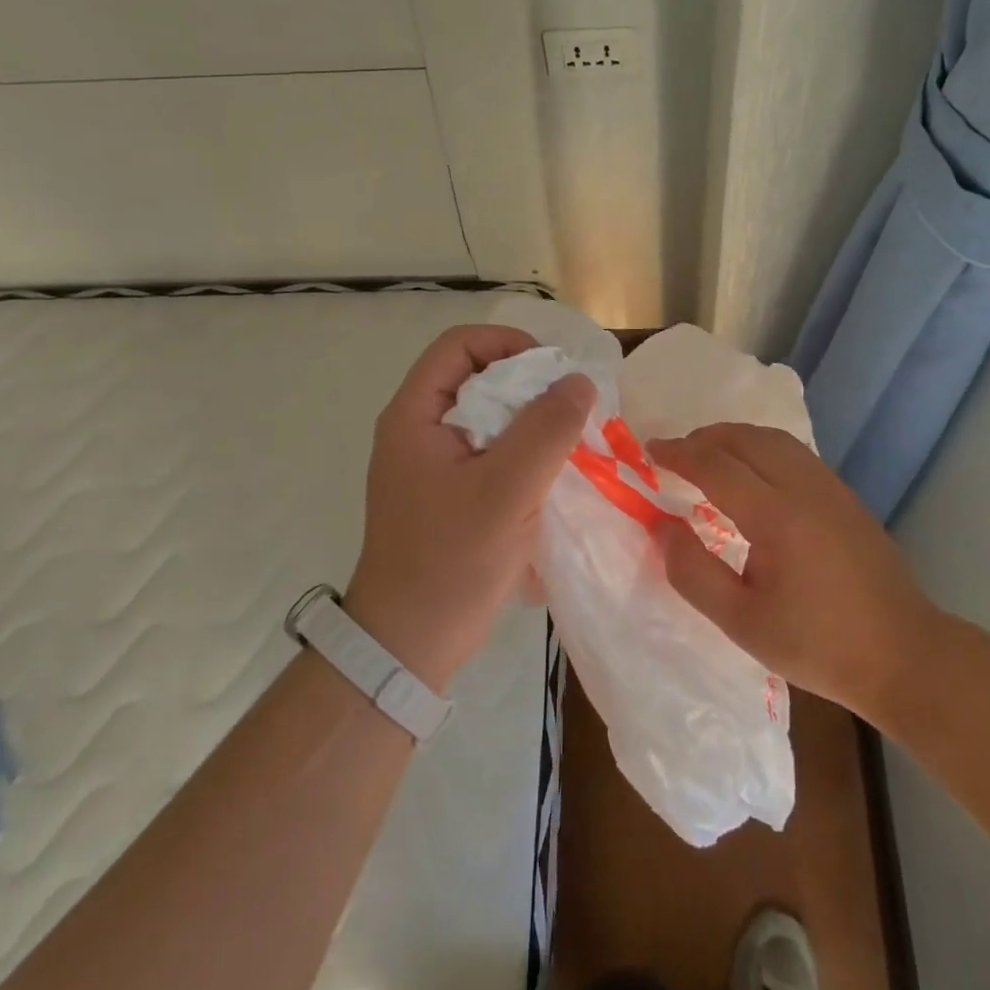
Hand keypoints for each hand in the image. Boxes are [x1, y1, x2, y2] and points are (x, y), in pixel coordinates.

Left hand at [346, 324, 593, 691]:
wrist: (409, 644)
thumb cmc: (451, 559)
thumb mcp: (506, 489)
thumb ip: (547, 429)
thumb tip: (579, 381)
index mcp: (415, 416)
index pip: (459, 345)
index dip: (508, 344)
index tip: (553, 372)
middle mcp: (419, 431)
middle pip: (478, 379)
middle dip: (529, 387)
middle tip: (573, 410)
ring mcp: (433, 466)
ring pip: (489, 419)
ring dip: (532, 425)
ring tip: (572, 444)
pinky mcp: (450, 496)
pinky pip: (492, 455)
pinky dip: (525, 456)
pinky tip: (555, 478)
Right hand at [648, 423, 937, 719]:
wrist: (904, 654)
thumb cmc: (818, 645)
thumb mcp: (742, 623)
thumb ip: (694, 573)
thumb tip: (664, 527)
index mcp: (777, 516)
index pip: (716, 465)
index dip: (678, 453)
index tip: (650, 450)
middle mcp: (804, 488)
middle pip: (745, 439)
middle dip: (704, 438)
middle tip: (674, 453)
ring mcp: (831, 488)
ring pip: (774, 439)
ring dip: (734, 437)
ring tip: (708, 456)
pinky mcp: (846, 496)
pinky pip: (795, 452)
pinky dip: (761, 448)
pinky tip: (752, 473)